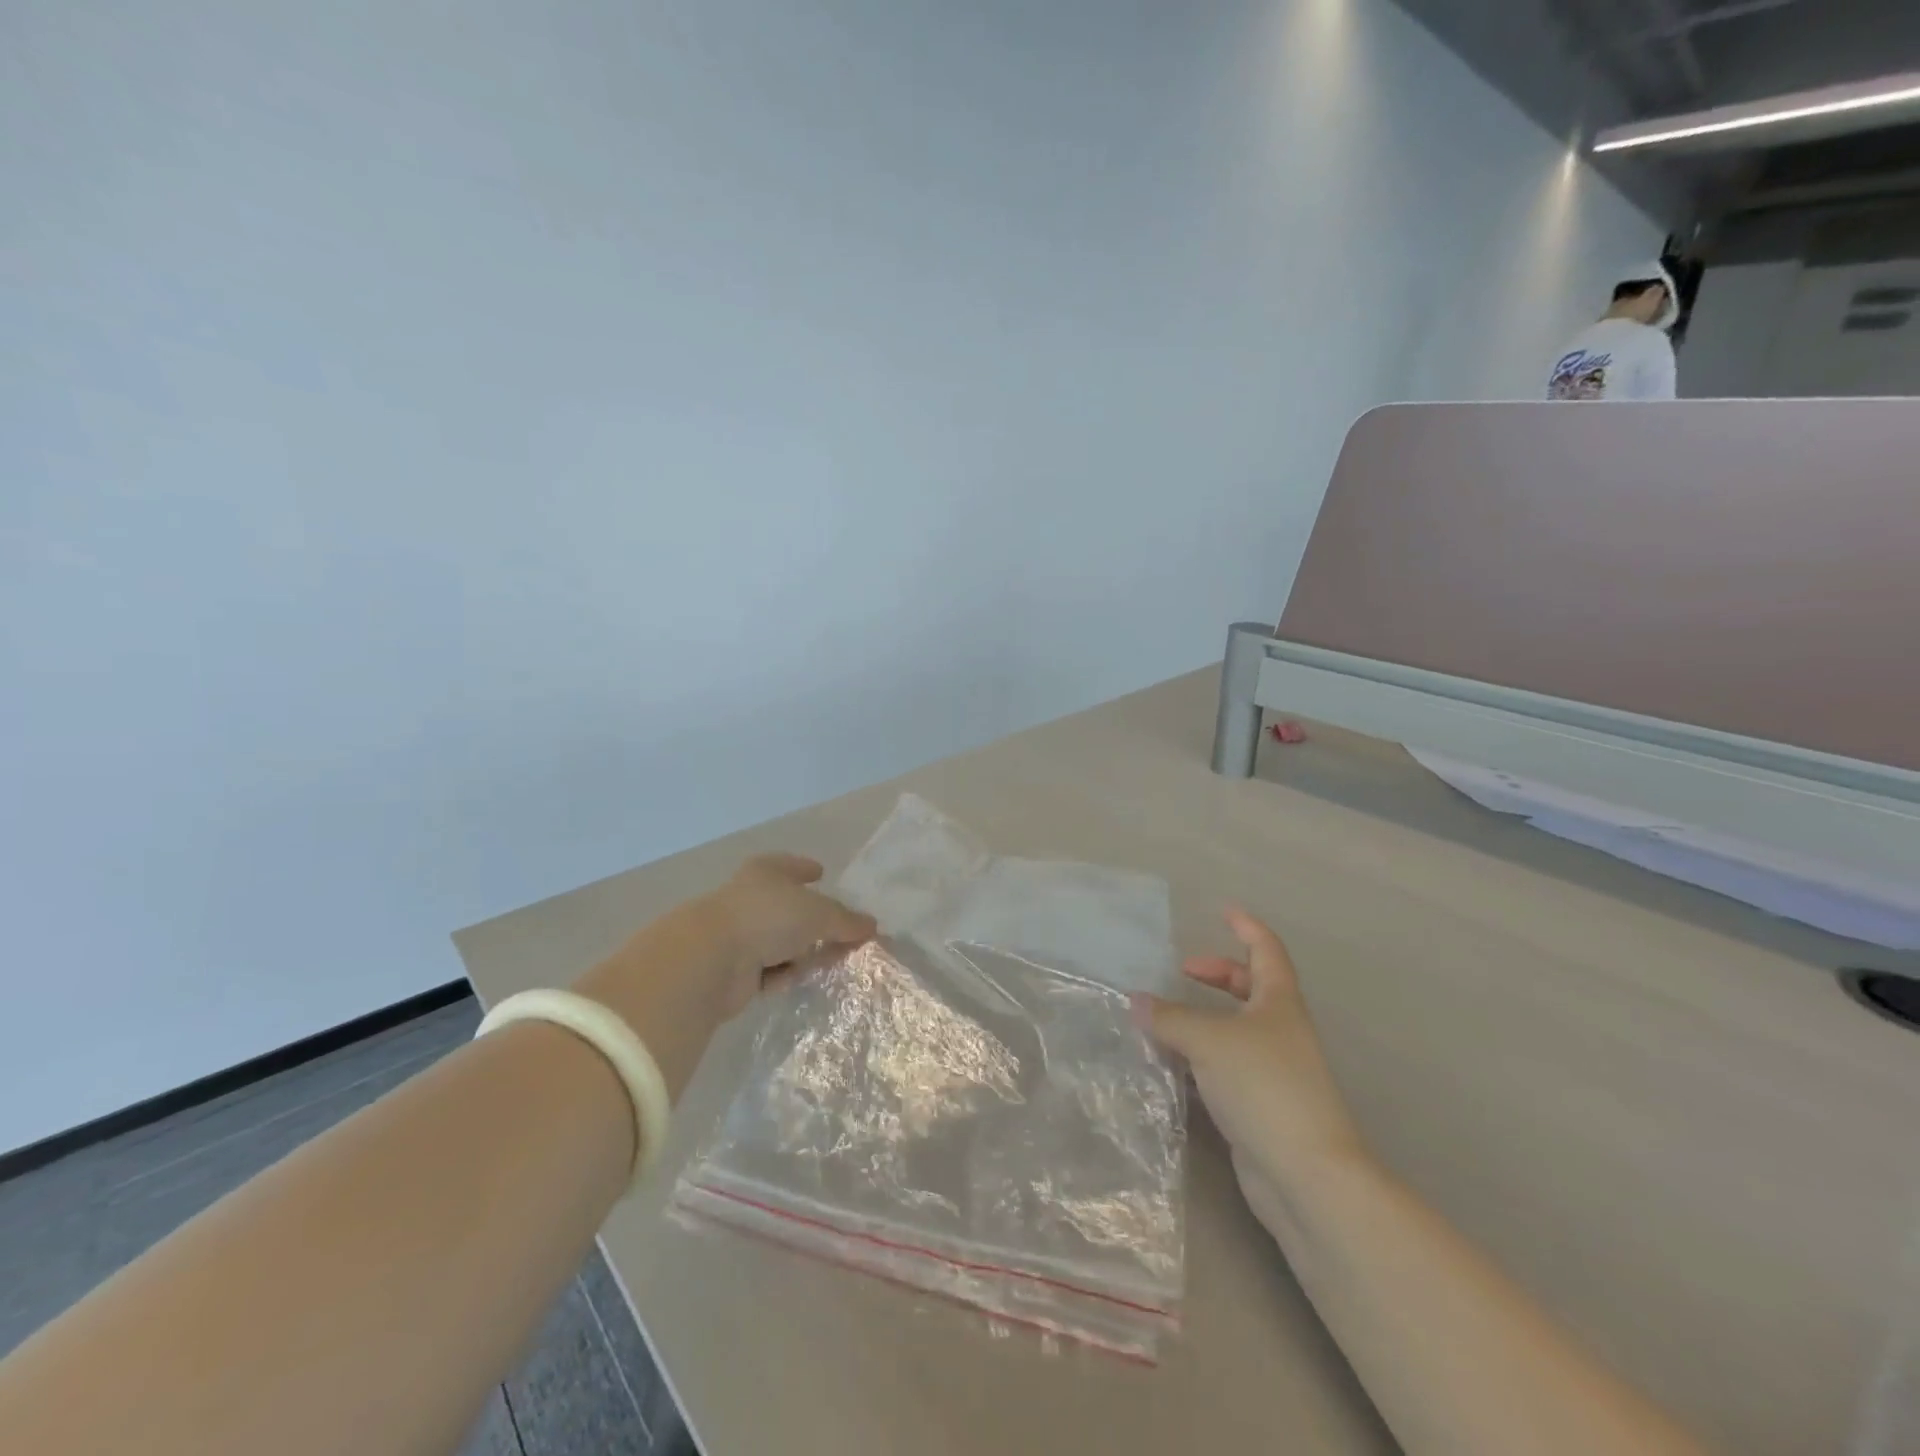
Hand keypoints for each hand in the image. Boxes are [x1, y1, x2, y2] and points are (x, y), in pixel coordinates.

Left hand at [700, 854, 876, 1017]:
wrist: (712, 960)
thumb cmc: (769, 918)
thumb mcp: (820, 914)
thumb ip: (847, 921)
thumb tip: (872, 926)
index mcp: (766, 871)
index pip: (791, 865)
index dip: (806, 868)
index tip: (821, 873)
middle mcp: (751, 897)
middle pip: (790, 907)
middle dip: (815, 921)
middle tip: (842, 931)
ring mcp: (739, 933)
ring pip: (781, 940)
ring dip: (800, 951)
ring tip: (828, 961)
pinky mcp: (733, 969)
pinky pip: (768, 969)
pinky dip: (782, 974)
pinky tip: (795, 979)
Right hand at [1133, 906, 1367, 1225]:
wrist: (1305, 1174)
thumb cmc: (1264, 1086)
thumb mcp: (1209, 1040)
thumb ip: (1169, 1018)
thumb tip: (1135, 1001)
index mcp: (1279, 1003)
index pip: (1266, 950)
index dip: (1247, 927)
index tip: (1223, 911)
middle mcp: (1280, 1030)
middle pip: (1250, 988)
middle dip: (1218, 975)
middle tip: (1182, 972)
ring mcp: (1272, 1070)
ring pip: (1233, 1029)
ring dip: (1202, 1018)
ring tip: (1163, 1018)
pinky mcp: (1258, 1105)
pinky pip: (1223, 1065)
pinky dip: (1197, 1056)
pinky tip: (1169, 1063)